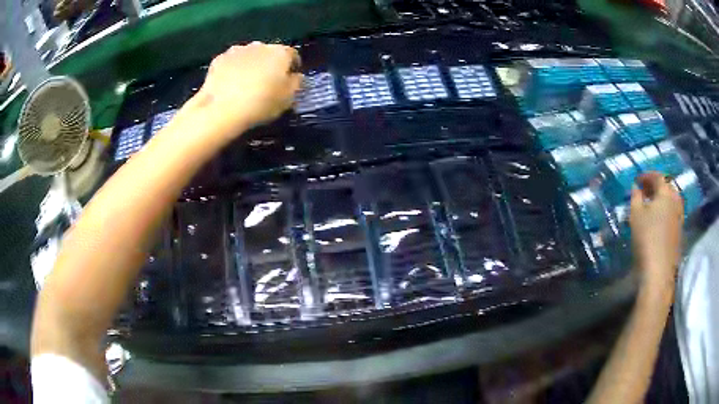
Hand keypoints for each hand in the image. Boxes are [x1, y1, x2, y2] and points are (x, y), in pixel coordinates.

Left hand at [190, 42, 302, 140]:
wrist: (222, 109)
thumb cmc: (261, 104)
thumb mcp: (287, 99)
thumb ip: (296, 83)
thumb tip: (296, 75)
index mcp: (280, 53)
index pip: (292, 55)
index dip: (292, 66)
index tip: (290, 78)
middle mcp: (260, 45)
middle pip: (269, 52)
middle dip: (269, 63)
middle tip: (266, 81)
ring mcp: (237, 50)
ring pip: (249, 55)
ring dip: (251, 64)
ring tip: (246, 82)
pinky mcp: (219, 59)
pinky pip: (231, 62)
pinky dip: (232, 69)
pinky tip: (229, 83)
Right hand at [630, 172, 683, 299]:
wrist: (659, 271)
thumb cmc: (647, 238)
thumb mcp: (636, 215)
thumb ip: (635, 197)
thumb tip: (636, 187)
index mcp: (666, 193)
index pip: (657, 176)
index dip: (647, 175)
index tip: (637, 179)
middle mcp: (676, 201)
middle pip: (667, 187)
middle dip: (656, 186)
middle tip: (645, 191)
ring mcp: (680, 217)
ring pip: (672, 201)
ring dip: (663, 199)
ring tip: (652, 205)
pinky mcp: (679, 232)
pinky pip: (674, 213)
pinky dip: (666, 211)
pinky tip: (659, 220)